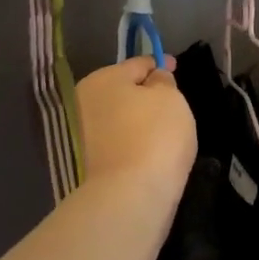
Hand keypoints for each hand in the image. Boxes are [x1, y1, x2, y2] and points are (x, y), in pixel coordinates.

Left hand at [76, 54, 195, 204]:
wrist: (131, 195)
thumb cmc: (155, 135)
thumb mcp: (170, 97)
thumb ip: (163, 81)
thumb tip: (154, 79)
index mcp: (102, 79)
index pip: (137, 64)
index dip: (159, 64)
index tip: (175, 68)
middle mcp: (84, 102)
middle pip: (122, 91)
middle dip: (145, 93)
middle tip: (171, 101)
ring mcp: (83, 135)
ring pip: (119, 117)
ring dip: (137, 118)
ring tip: (164, 128)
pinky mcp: (89, 162)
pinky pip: (118, 141)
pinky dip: (133, 140)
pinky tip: (150, 148)